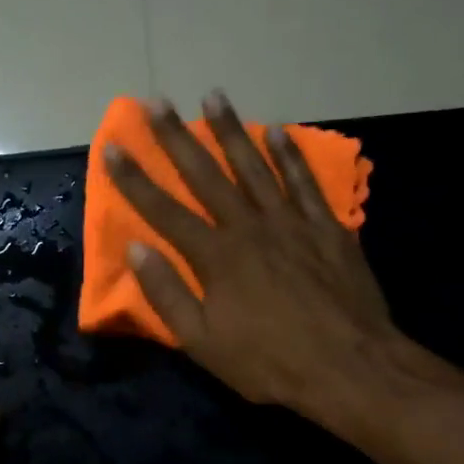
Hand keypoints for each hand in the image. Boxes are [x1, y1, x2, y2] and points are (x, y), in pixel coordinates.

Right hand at [103, 90, 405, 424]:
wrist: (349, 367)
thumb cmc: (269, 362)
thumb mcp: (203, 342)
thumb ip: (168, 294)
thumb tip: (137, 249)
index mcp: (216, 257)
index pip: (164, 210)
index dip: (135, 179)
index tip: (113, 146)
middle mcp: (249, 227)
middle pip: (206, 176)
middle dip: (177, 137)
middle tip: (157, 101)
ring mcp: (291, 223)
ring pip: (255, 167)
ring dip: (231, 131)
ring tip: (213, 96)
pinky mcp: (327, 228)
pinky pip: (304, 182)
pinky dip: (290, 156)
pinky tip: (278, 131)